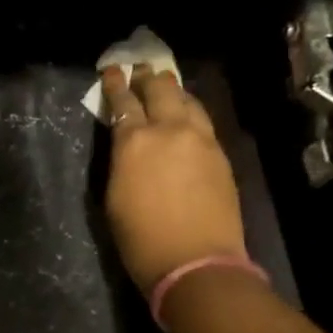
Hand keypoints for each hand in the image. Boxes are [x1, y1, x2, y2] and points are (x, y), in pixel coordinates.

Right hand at [101, 65, 246, 292]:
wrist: (196, 262)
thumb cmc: (141, 240)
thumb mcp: (114, 200)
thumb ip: (120, 163)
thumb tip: (126, 147)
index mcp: (134, 142)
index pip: (123, 103)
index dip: (116, 85)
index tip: (112, 70)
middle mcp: (169, 130)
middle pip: (159, 90)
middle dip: (147, 77)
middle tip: (140, 70)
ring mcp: (200, 140)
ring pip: (187, 100)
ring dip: (173, 90)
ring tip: (165, 85)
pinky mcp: (220, 154)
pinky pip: (203, 120)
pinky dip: (190, 111)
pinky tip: (187, 114)